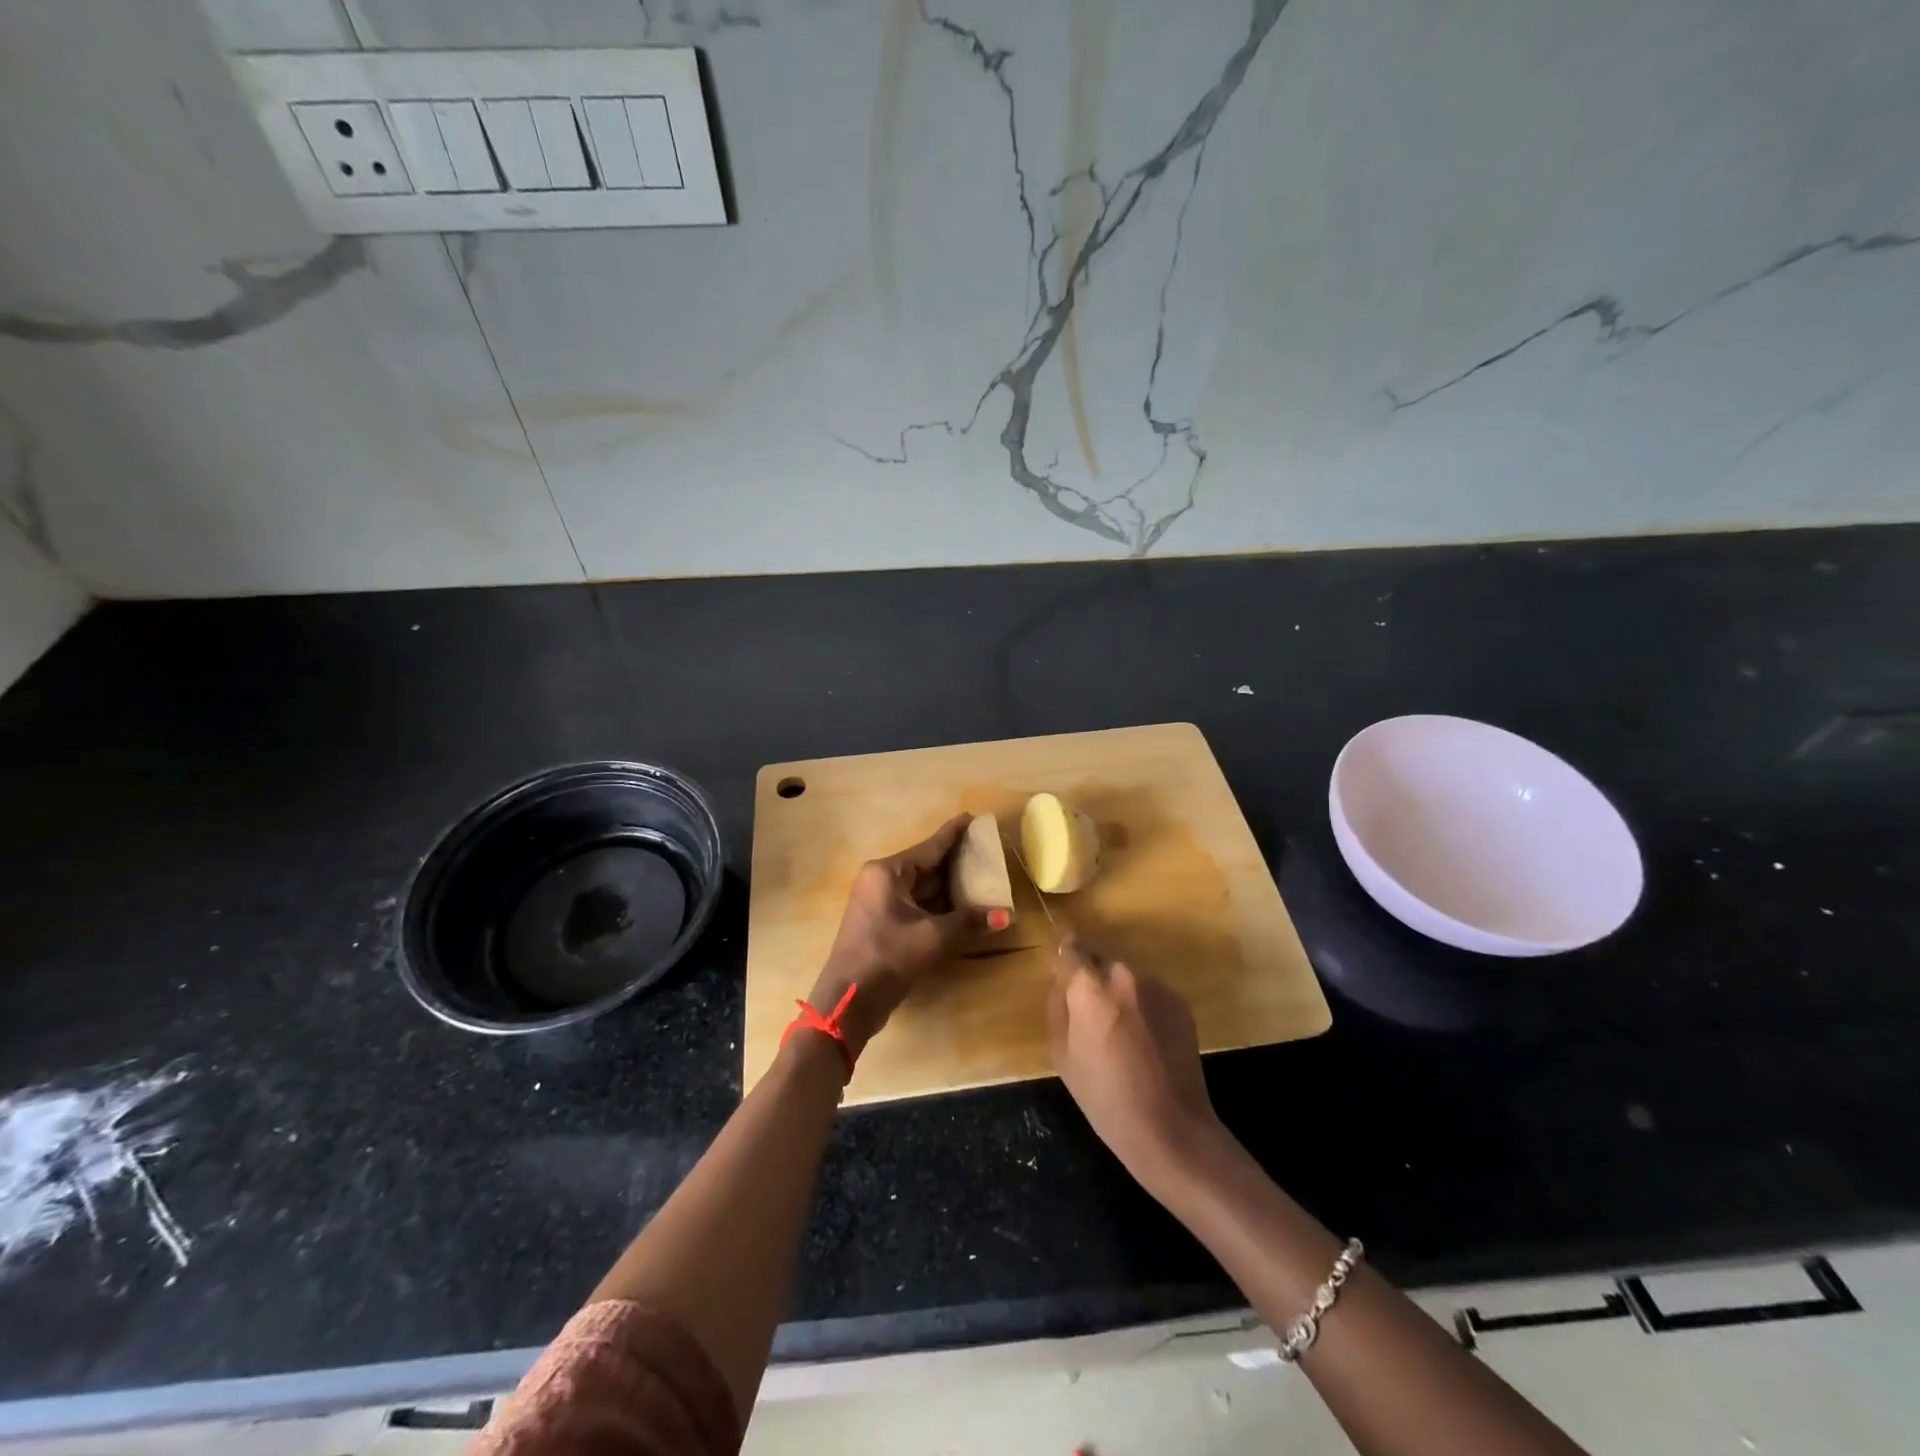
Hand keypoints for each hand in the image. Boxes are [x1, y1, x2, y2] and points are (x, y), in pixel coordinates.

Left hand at [807, 814, 1002, 1056]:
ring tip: (981, 877)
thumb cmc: (888, 957)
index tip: (973, 816)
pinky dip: (938, 905)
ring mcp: (879, 903)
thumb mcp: (933, 937)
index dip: (954, 833)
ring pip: (921, 887)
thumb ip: (969, 921)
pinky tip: (962, 907)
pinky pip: (916, 904)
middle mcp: (881, 880)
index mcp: (888, 872)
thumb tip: (1005, 916)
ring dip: (949, 886)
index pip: (929, 846)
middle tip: (986, 850)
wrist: (848, 1001)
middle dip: (955, 861)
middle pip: (925, 865)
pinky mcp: (882, 924)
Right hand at [1047, 935, 1222, 1190]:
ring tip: (1123, 1036)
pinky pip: (1151, 994)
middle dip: (1093, 981)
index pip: (1071, 947)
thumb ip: (1057, 1006)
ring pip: (1127, 979)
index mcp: (1090, 987)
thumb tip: (1060, 980)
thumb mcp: (1062, 1055)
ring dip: (1120, 995)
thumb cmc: (1105, 1097)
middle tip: (1091, 1016)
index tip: (1062, 966)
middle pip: (1101, 962)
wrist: (1171, 1127)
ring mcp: (1157, 986)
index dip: (1065, 954)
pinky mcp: (1180, 1002)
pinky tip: (1147, 1043)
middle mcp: (1124, 975)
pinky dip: (1144, 1008)